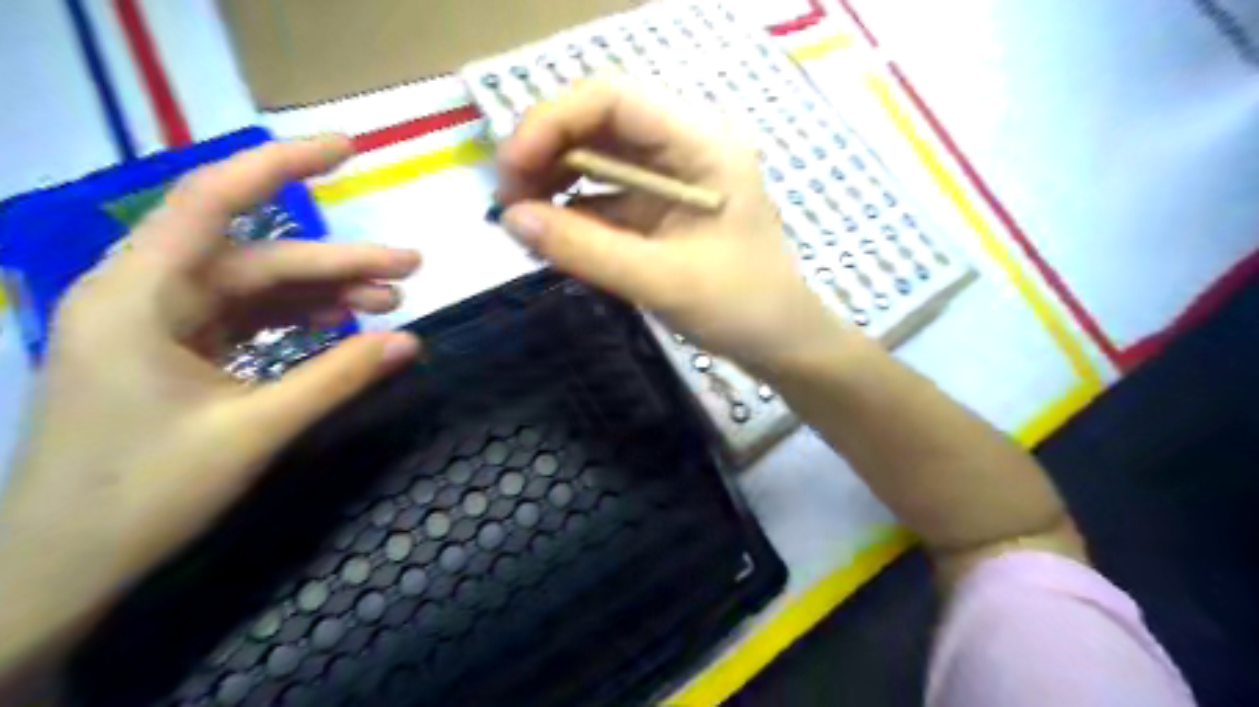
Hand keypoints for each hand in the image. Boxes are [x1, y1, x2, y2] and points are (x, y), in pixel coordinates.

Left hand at [0, 136, 421, 691]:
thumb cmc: (143, 494)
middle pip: (256, 257)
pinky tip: (343, 322)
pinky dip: (297, 318)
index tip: (347, 149)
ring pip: (255, 287)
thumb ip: (338, 377)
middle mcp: (144, 294)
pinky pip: (247, 318)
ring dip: (323, 291)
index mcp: (138, 296)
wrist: (62, 567)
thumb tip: (413, 341)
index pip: (212, 199)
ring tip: (391, 298)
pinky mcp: (174, 352)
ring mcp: (158, 324)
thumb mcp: (256, 430)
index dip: (282, 164)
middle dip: (337, 261)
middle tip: (412, 268)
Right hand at [493, 74, 844, 372]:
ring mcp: (674, 175)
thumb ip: (585, 248)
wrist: (780, 341)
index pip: (614, 98)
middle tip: (508, 201)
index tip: (510, 171)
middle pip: (600, 121)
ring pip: (599, 155)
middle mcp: (686, 145)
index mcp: (702, 143)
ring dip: (555, 179)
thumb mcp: (661, 280)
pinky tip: (550, 233)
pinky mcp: (662, 206)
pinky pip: (607, 192)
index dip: (552, 122)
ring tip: (521, 218)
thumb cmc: (739, 307)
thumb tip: (510, 218)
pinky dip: (574, 209)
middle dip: (546, 152)